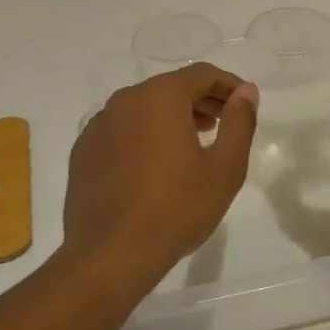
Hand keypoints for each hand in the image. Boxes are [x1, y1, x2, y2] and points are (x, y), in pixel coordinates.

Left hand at [63, 63, 258, 289]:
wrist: (110, 255)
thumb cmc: (176, 209)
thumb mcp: (225, 168)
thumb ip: (240, 122)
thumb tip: (246, 91)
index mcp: (160, 96)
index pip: (201, 74)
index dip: (228, 85)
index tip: (244, 104)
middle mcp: (125, 100)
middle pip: (170, 87)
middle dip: (201, 100)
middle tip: (223, 124)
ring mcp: (99, 125)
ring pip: (144, 108)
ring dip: (172, 118)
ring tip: (193, 144)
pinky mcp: (83, 151)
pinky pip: (121, 130)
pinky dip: (143, 136)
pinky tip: (154, 166)